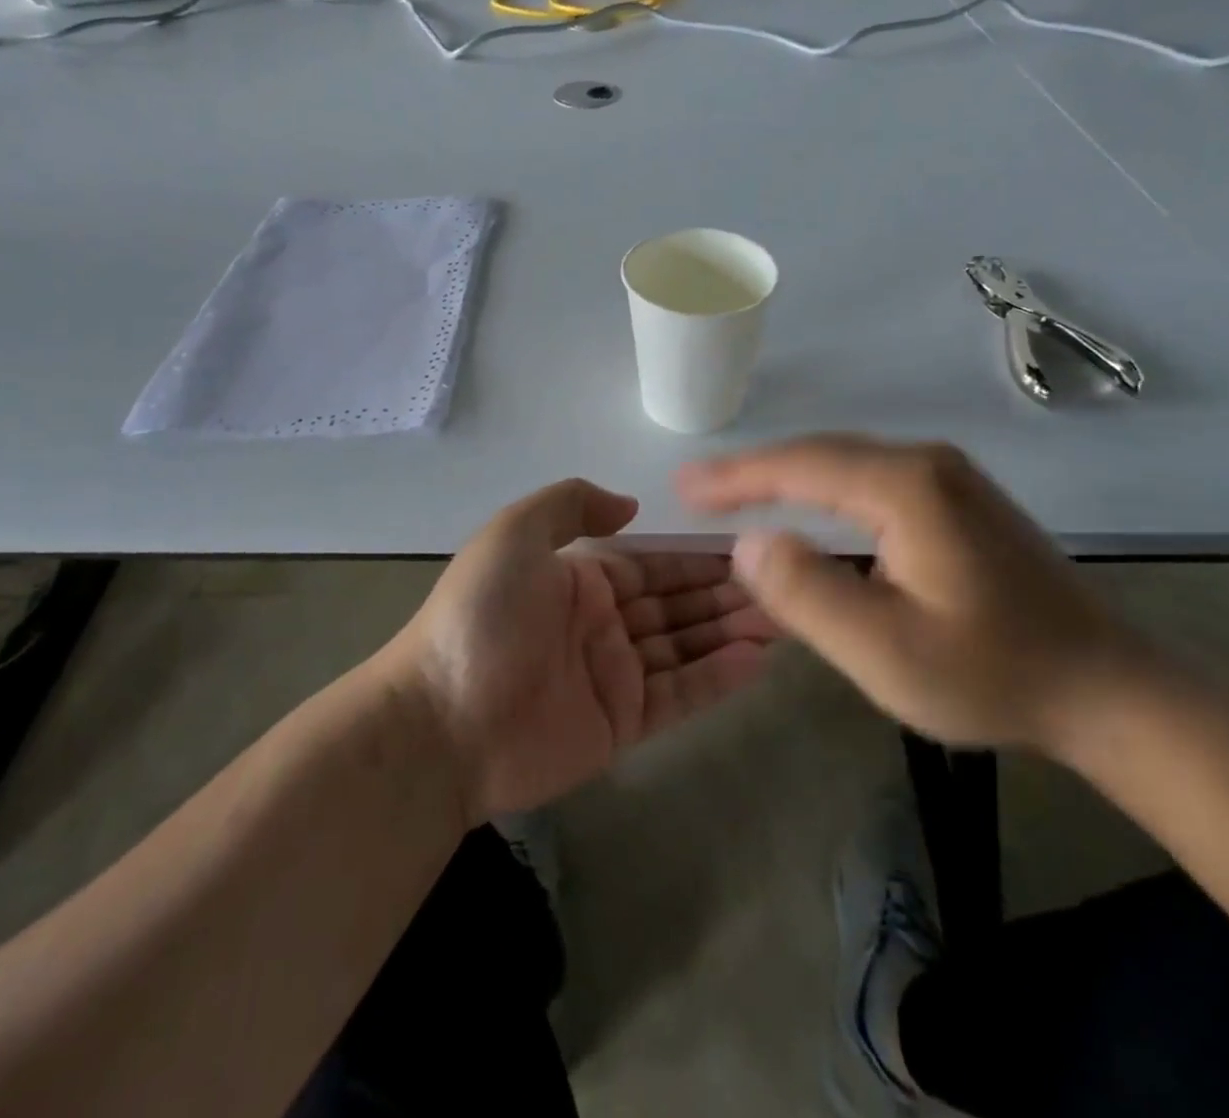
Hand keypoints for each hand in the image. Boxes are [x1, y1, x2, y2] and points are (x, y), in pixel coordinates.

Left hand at [384, 479, 781, 823]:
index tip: (751, 546)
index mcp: (580, 579)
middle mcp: (602, 623)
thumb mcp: (513, 535)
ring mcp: (614, 675)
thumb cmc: (481, 618)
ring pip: (686, 646)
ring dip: (732, 631)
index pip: (653, 563)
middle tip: (787, 584)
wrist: (441, 721)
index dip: (698, 556)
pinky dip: (719, 677)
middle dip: (727, 593)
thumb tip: (631, 507)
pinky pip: (680, 694)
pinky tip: (759, 659)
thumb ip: (570, 505)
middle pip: (677, 604)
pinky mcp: (622, 724)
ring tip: (786, 617)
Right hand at [677, 436, 1151, 751]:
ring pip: (844, 463)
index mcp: (906, 487)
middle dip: (753, 471)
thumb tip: (748, 543)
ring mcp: (947, 476)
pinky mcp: (957, 497)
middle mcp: (925, 463)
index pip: (799, 464)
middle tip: (696, 489)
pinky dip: (821, 488)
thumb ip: (807, 594)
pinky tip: (803, 506)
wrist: (1108, 688)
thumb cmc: (992, 674)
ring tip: (733, 494)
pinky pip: (869, 478)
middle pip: (819, 454)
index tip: (683, 486)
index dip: (736, 474)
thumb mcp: (886, 652)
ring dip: (785, 477)